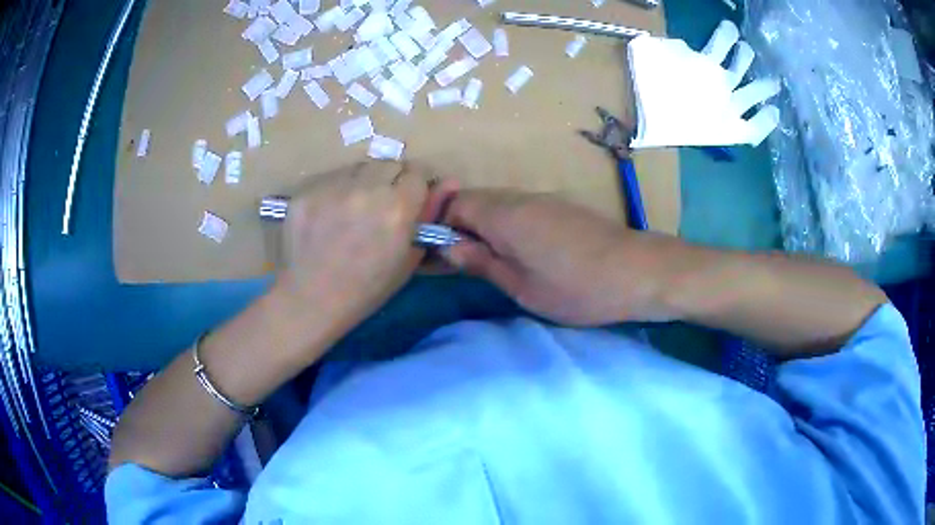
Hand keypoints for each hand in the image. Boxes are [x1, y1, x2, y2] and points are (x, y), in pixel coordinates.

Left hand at [278, 162, 452, 334]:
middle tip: (380, 205)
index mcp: (398, 207)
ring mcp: (332, 186)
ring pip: (358, 168)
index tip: (408, 199)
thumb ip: (427, 217)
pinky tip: (327, 216)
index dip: (415, 186)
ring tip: (351, 210)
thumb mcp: (407, 259)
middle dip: (390, 180)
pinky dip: (334, 191)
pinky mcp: (306, 190)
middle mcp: (367, 188)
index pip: (418, 172)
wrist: (311, 300)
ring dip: (361, 182)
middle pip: (389, 163)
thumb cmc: (366, 288)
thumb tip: (448, 183)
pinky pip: (330, 179)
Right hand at [441, 190, 670, 325]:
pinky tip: (515, 252)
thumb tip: (447, 247)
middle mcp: (520, 197)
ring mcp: (543, 199)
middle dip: (457, 227)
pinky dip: (505, 226)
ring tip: (484, 261)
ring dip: (482, 227)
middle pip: (473, 200)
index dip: (436, 224)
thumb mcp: (522, 286)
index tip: (433, 254)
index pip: (453, 203)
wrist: (638, 271)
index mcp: (504, 214)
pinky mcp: (560, 207)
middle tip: (456, 263)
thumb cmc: (577, 287)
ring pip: (496, 204)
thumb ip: (481, 262)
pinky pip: (518, 208)